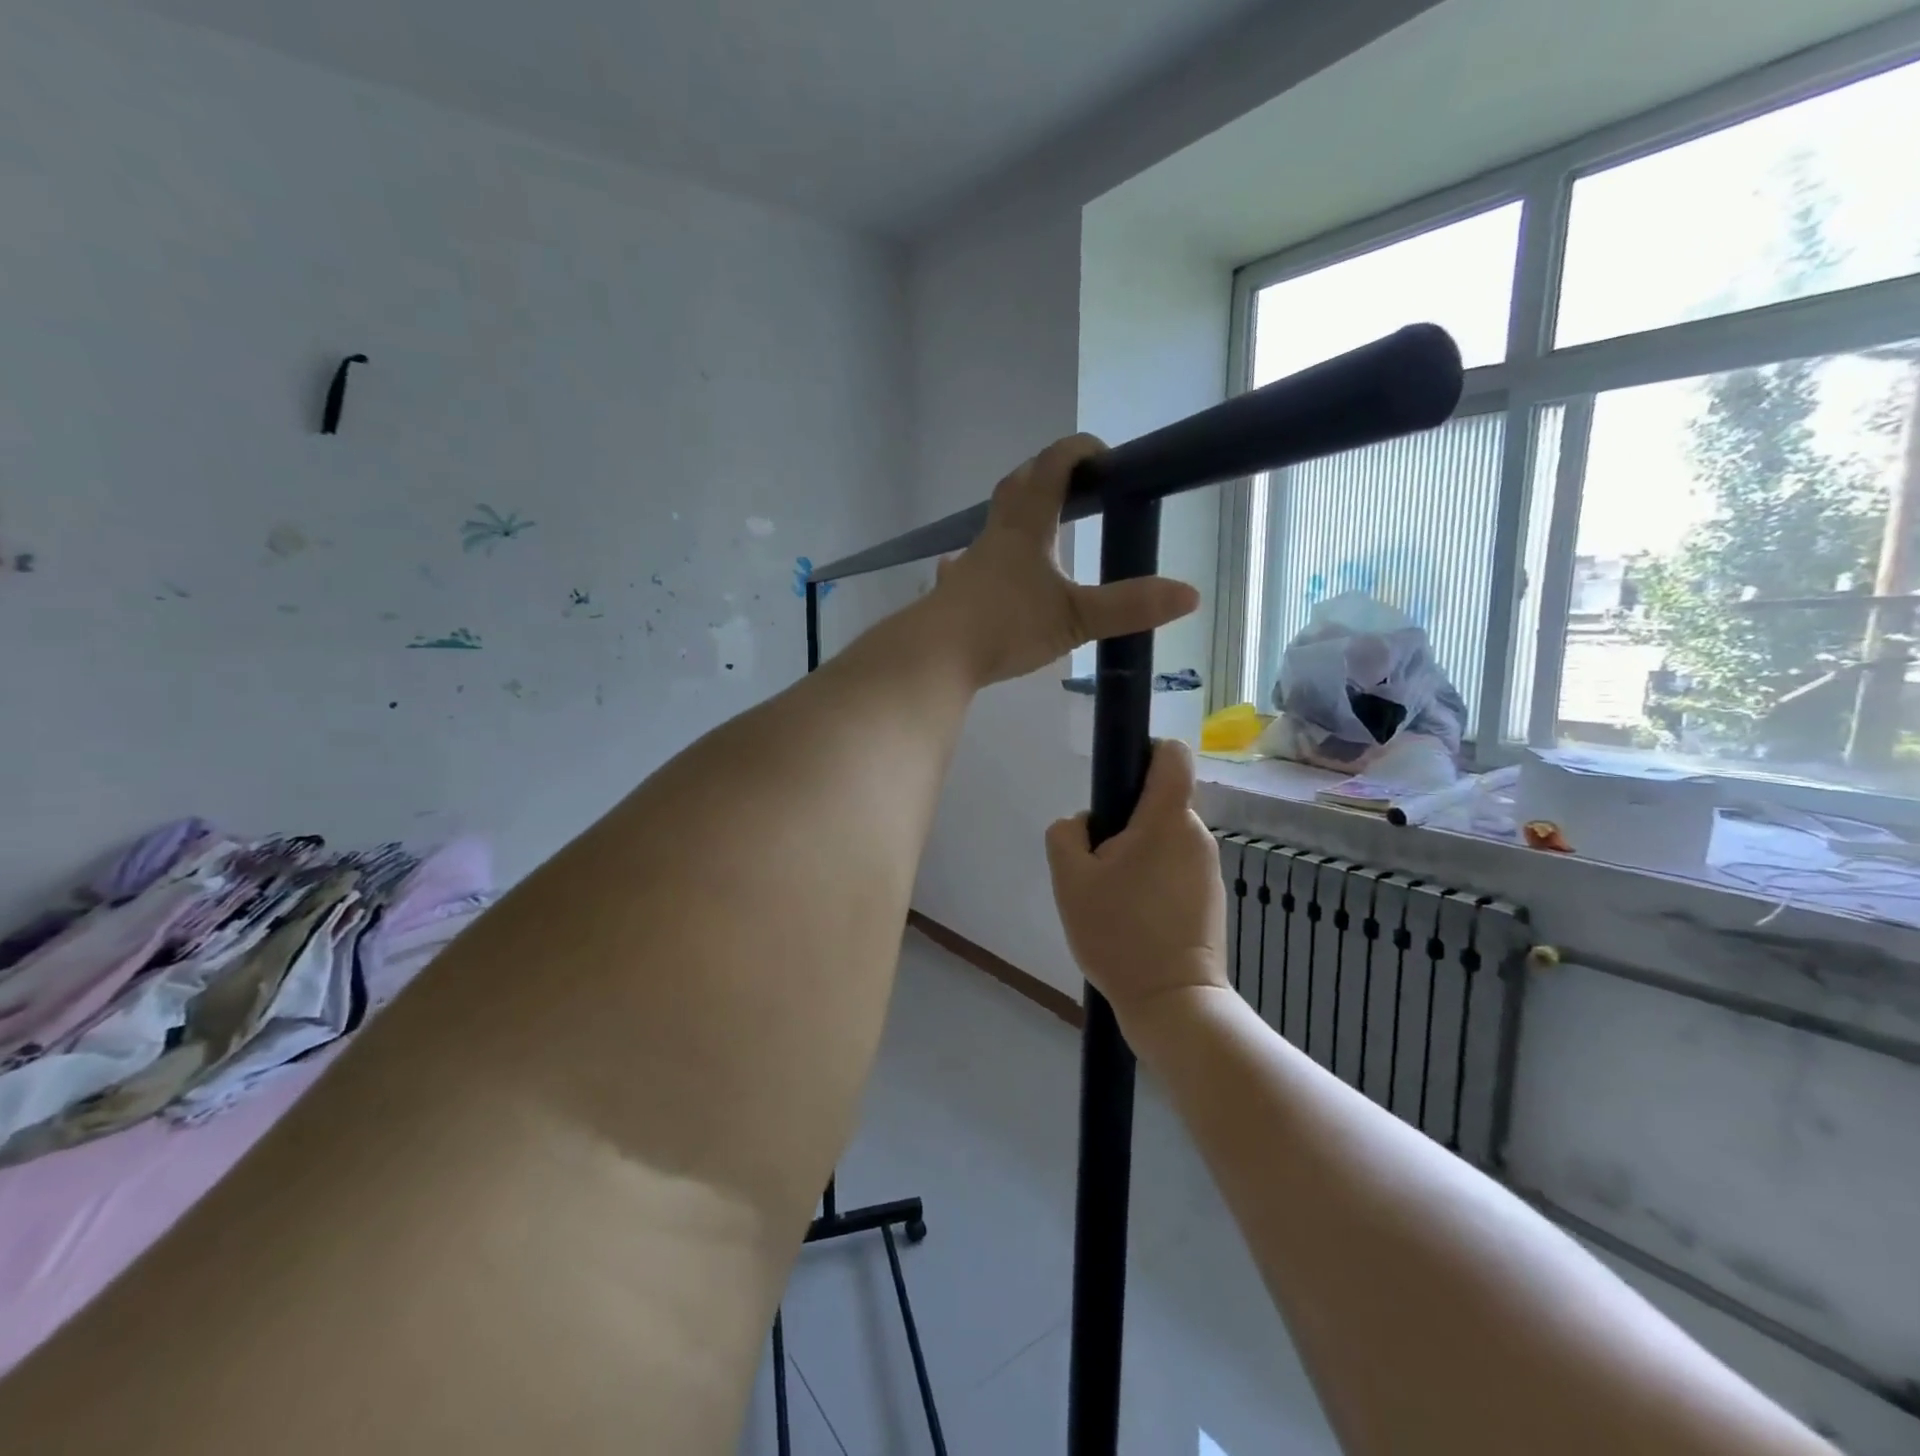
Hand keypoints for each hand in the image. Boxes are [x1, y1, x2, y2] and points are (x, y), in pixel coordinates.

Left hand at [931, 435, 1198, 686]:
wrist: (935, 654)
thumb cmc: (1005, 626)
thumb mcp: (1074, 618)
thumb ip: (1129, 607)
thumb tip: (1190, 594)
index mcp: (1026, 527)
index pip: (1053, 467)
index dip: (1079, 451)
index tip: (1106, 456)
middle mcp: (995, 536)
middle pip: (1018, 486)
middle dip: (1047, 474)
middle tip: (1075, 484)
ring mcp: (969, 563)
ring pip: (994, 524)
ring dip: (1017, 514)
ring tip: (1039, 528)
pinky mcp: (953, 593)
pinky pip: (970, 565)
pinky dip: (986, 560)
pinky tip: (981, 575)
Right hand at [1045, 739, 1229, 1033]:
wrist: (1172, 1003)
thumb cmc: (1119, 934)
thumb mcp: (1070, 880)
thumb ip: (1066, 834)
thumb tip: (1086, 825)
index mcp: (1167, 819)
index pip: (1172, 754)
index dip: (1144, 752)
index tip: (1116, 783)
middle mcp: (1196, 834)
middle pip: (1159, 802)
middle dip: (1125, 821)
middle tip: (1097, 864)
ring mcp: (1209, 868)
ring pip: (1164, 838)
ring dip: (1136, 853)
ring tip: (1112, 897)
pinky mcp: (1210, 896)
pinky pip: (1175, 867)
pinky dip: (1152, 878)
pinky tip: (1133, 917)